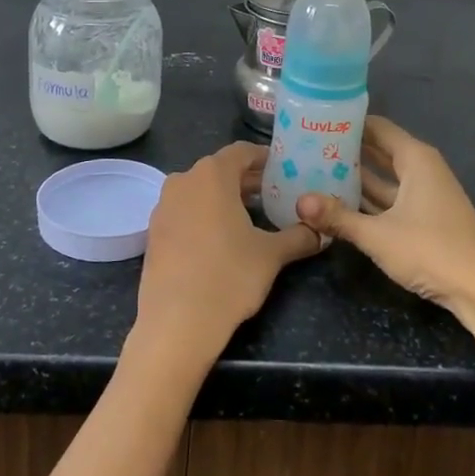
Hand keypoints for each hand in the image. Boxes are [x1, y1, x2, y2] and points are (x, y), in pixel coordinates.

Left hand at [133, 141, 320, 365]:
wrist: (176, 323)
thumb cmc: (229, 277)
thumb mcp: (272, 255)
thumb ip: (299, 236)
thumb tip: (321, 232)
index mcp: (212, 175)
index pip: (242, 152)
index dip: (265, 158)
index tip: (284, 170)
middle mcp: (183, 181)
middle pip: (220, 170)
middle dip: (248, 180)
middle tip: (275, 195)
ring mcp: (164, 206)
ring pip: (200, 190)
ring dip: (225, 198)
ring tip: (252, 217)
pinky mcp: (154, 231)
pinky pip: (185, 211)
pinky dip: (205, 215)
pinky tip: (222, 239)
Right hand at [296, 116, 474, 321]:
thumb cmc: (431, 251)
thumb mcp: (378, 235)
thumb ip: (338, 217)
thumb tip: (298, 201)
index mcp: (415, 159)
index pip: (377, 127)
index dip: (348, 123)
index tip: (316, 121)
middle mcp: (421, 169)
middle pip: (379, 150)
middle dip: (347, 149)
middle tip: (308, 146)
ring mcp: (425, 194)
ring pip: (384, 176)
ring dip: (356, 175)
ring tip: (316, 170)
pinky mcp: (425, 217)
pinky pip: (391, 197)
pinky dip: (369, 197)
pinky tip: (342, 202)